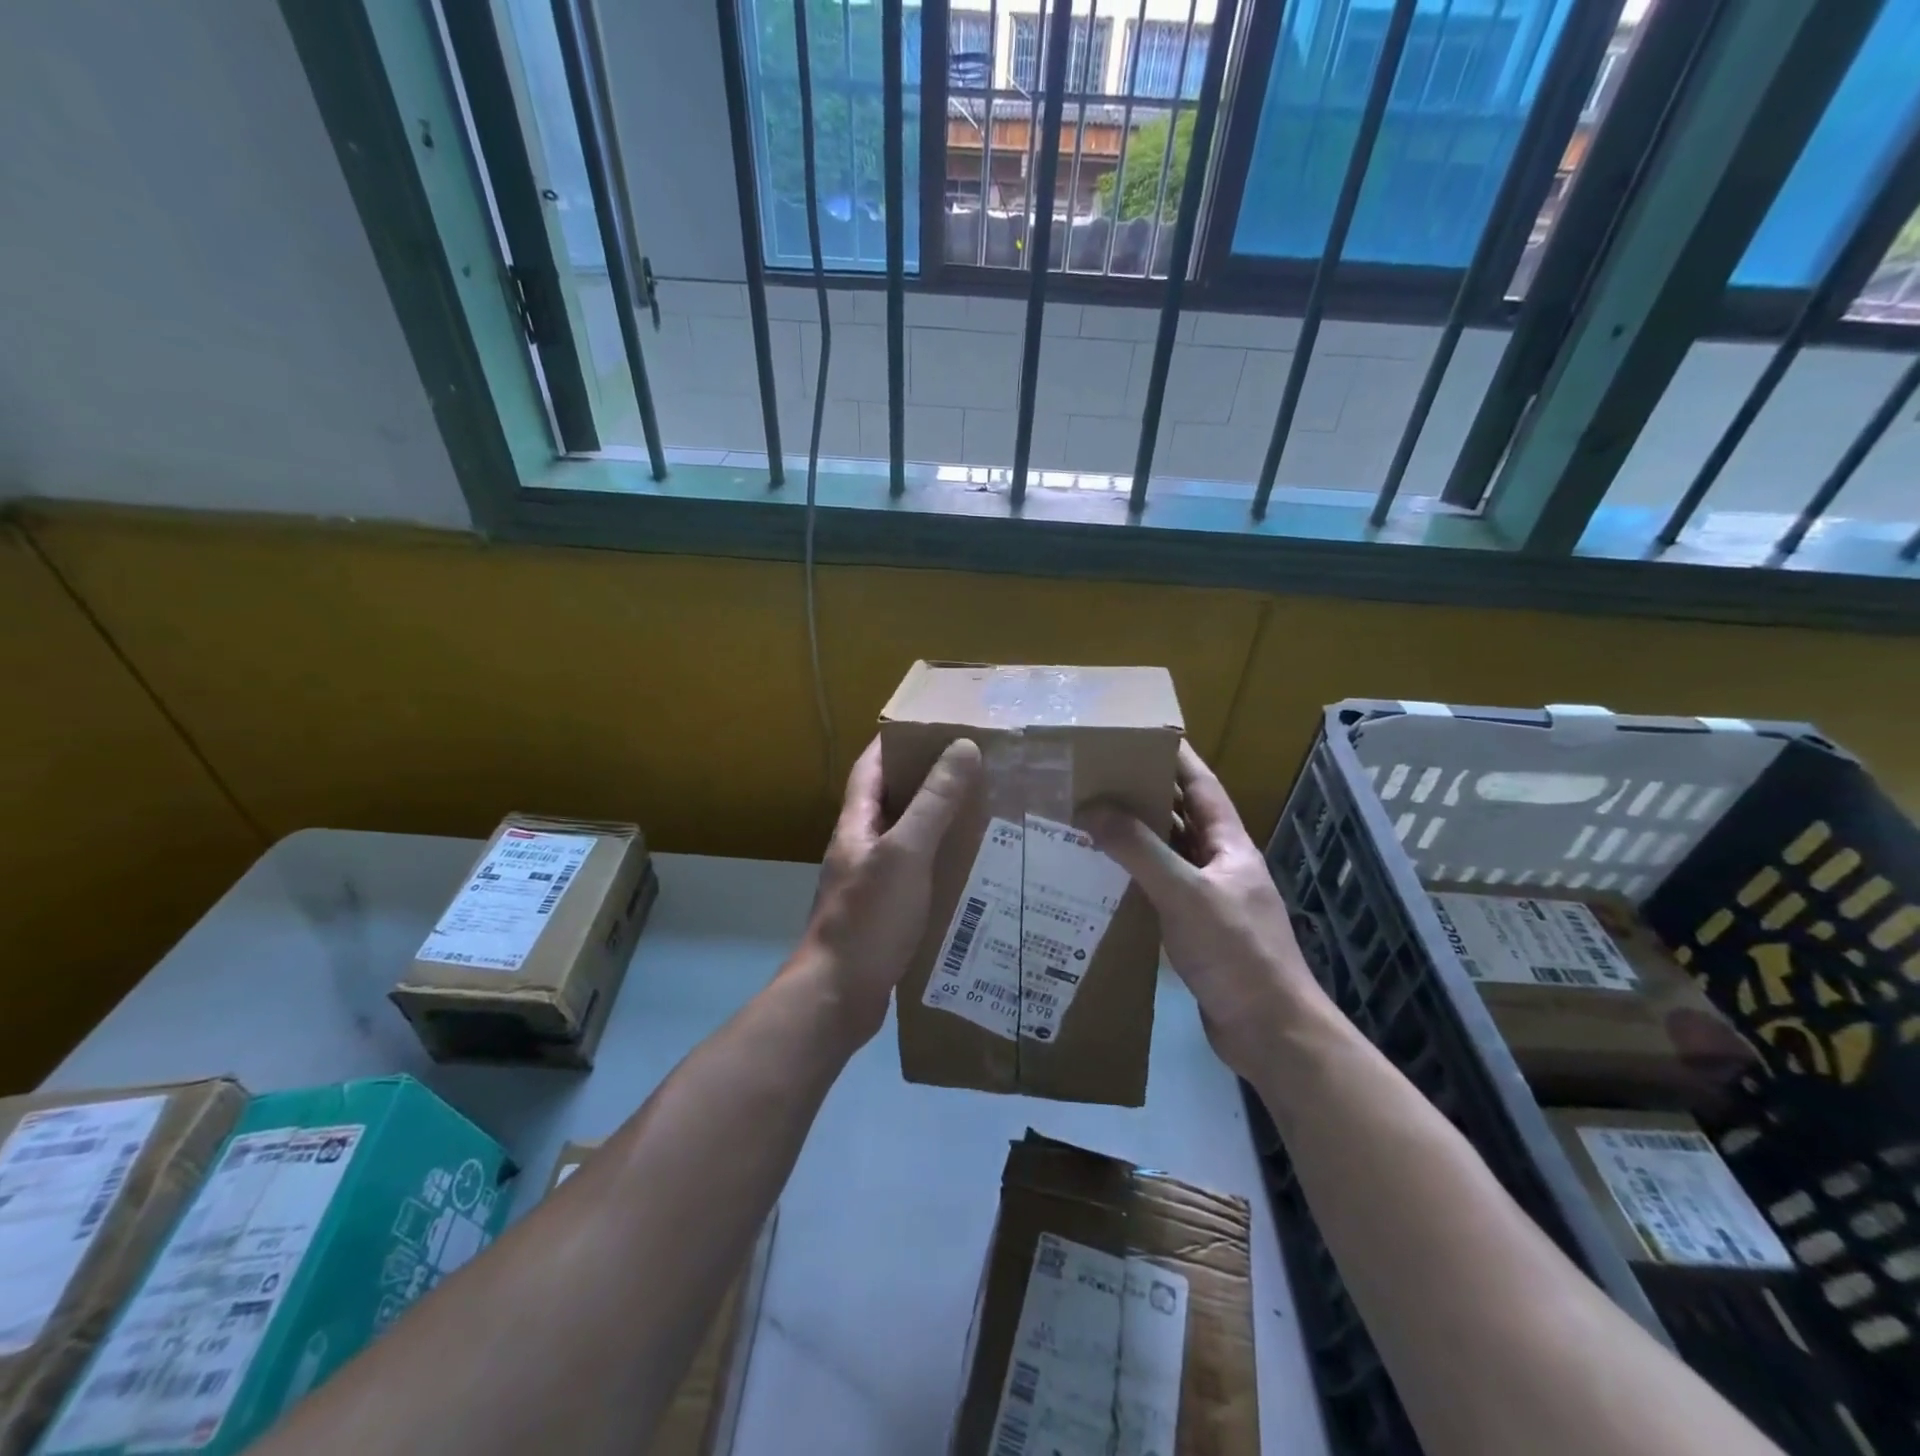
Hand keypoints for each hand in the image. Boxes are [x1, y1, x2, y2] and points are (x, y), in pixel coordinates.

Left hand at [798, 735, 982, 1042]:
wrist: (837, 997)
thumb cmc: (868, 918)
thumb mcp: (905, 854)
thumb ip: (933, 803)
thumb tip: (962, 748)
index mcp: (857, 824)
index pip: (872, 766)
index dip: (898, 741)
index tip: (937, 725)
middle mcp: (861, 847)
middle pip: (893, 800)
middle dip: (930, 781)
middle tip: (977, 769)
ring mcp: (872, 882)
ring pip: (909, 839)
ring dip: (940, 824)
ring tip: (985, 813)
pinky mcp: (886, 913)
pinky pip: (918, 874)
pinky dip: (942, 864)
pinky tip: (973, 870)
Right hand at [1080, 742, 1327, 1080]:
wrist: (1269, 1031)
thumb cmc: (1236, 952)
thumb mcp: (1186, 894)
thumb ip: (1140, 851)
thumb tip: (1093, 808)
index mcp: (1229, 846)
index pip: (1201, 787)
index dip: (1176, 757)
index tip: (1139, 734)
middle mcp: (1220, 865)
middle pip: (1180, 819)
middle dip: (1144, 796)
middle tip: (1097, 779)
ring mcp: (1208, 900)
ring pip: (1166, 856)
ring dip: (1134, 840)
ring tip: (1088, 821)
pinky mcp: (1194, 932)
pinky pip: (1158, 892)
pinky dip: (1132, 880)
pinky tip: (1100, 880)